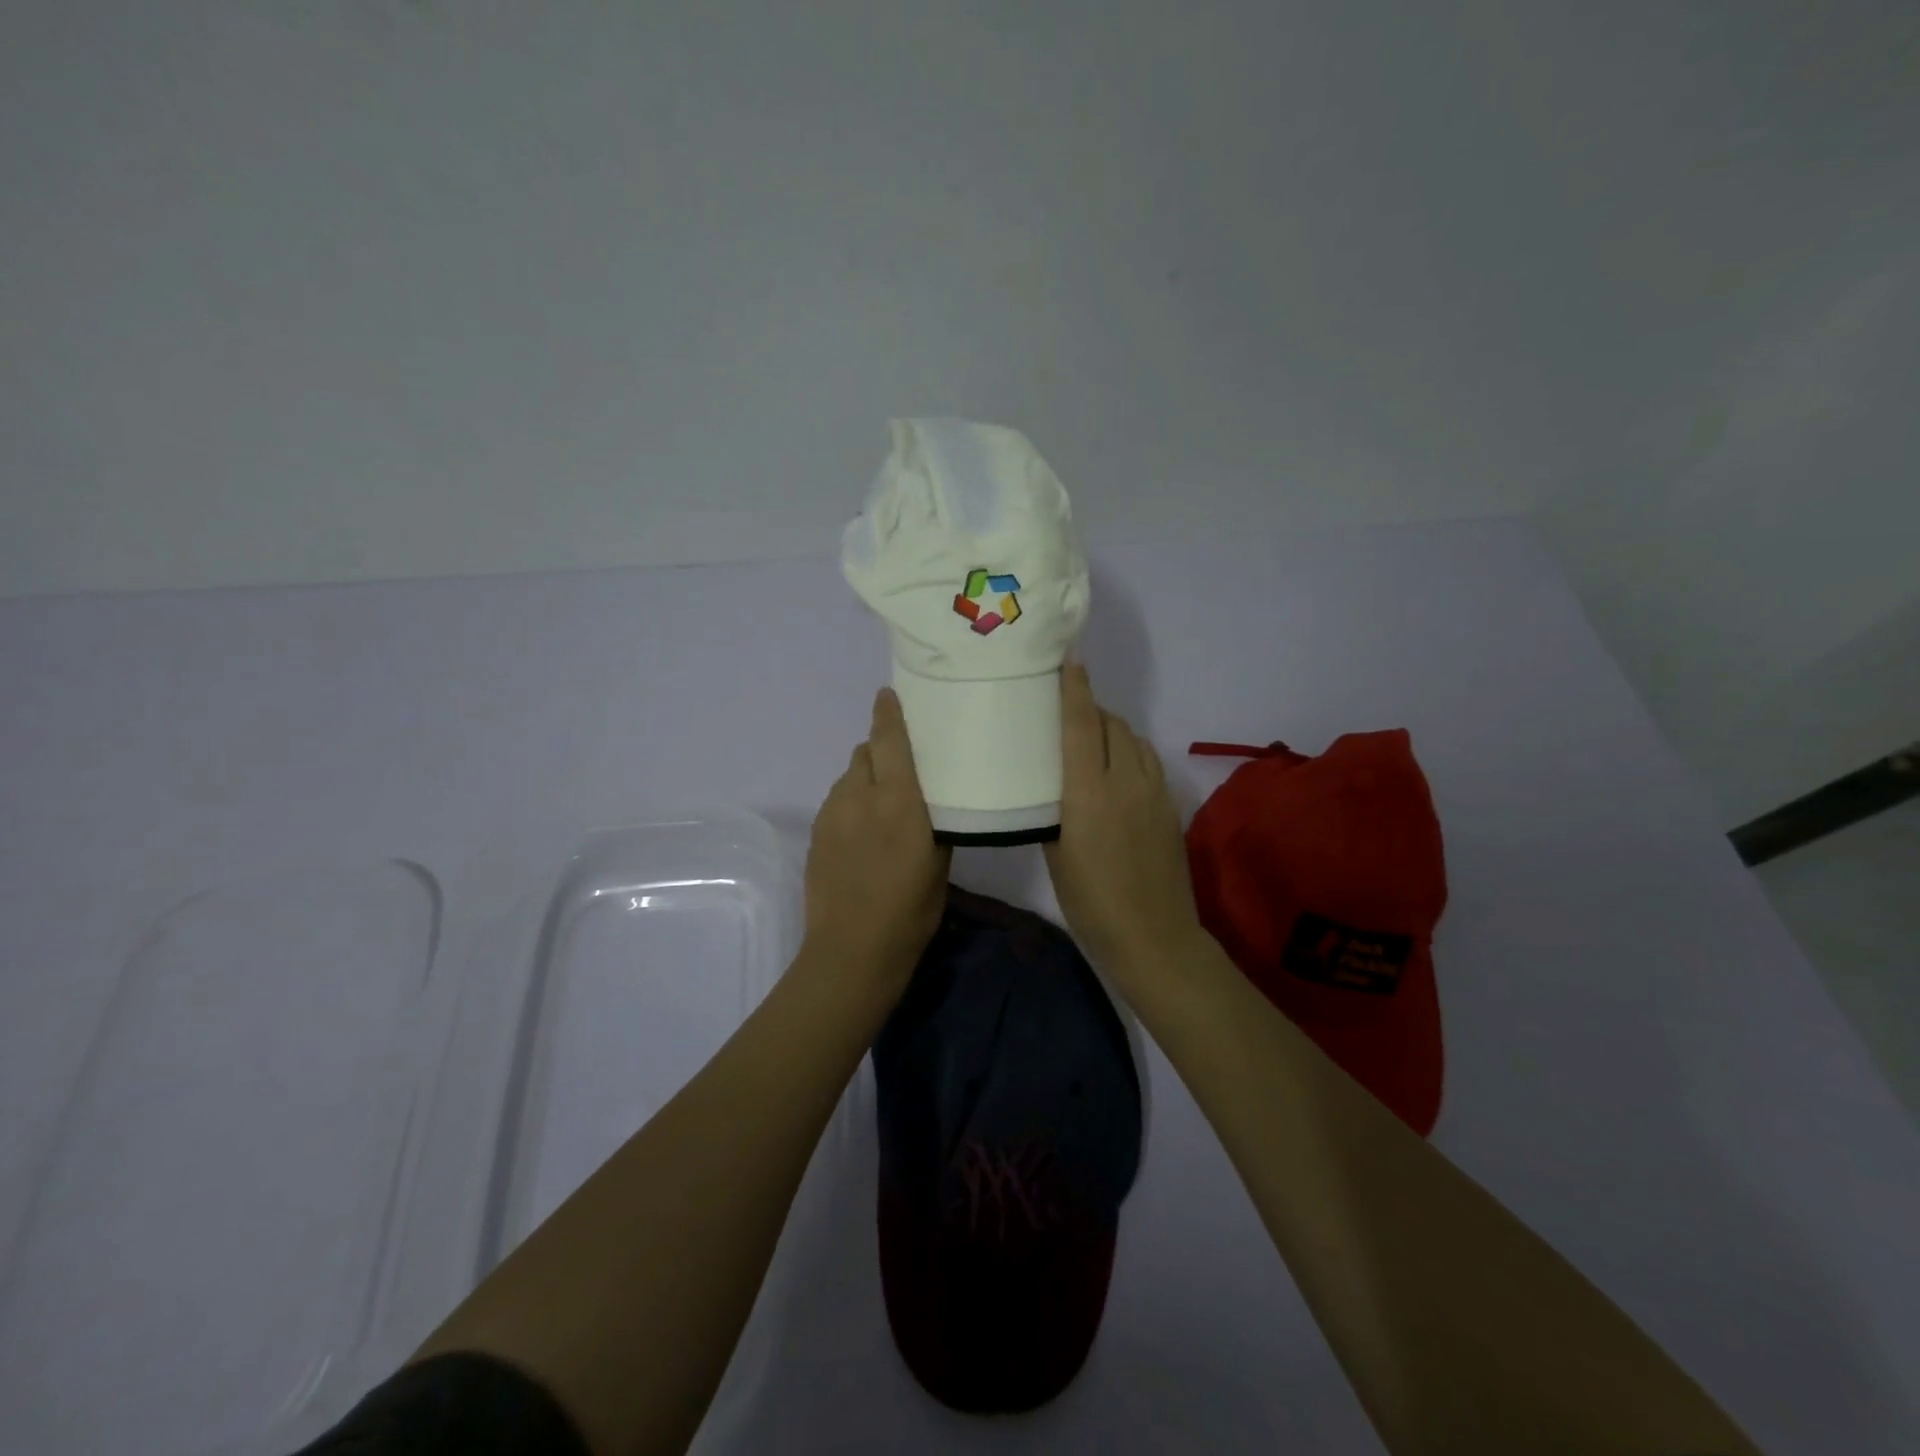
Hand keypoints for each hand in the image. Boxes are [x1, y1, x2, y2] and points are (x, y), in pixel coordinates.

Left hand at [802, 688, 951, 995]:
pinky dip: (851, 802)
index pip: (889, 740)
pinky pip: (837, 801)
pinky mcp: (816, 833)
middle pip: (865, 752)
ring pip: (849, 777)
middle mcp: (860, 796)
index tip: (889, 694)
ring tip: (881, 805)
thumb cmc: (910, 909)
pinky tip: (862, 832)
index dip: (888, 713)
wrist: (852, 950)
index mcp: (898, 800)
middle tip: (901, 768)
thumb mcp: (939, 862)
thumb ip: (933, 819)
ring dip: (866, 778)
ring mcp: (832, 814)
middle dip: (882, 751)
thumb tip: (931, 797)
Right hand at [1044, 664, 1202, 987]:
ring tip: (1092, 739)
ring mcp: (1154, 792)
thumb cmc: (1090, 901)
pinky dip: (1130, 752)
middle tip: (1067, 712)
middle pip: (1112, 724)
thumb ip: (1054, 810)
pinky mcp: (1170, 806)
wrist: (1153, 936)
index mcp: (1089, 793)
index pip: (1081, 726)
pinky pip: (1149, 761)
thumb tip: (1053, 786)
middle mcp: (1125, 781)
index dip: (1075, 691)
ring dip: (1113, 729)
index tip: (1070, 660)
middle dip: (1091, 709)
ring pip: (1135, 740)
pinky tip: (1118, 771)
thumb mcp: (1056, 854)